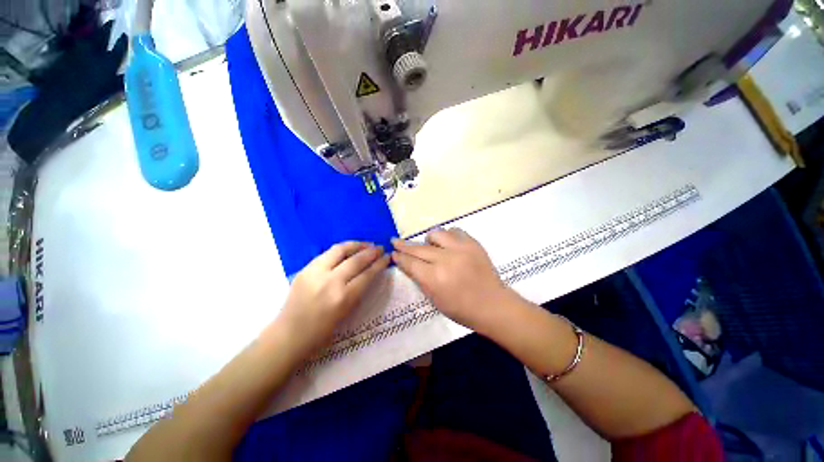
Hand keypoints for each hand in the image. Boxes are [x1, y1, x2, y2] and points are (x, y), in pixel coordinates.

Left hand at [276, 242, 389, 356]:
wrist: (289, 336)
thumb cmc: (321, 332)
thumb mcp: (347, 313)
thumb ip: (358, 291)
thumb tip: (369, 273)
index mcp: (343, 298)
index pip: (367, 274)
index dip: (379, 264)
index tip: (387, 257)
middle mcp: (330, 282)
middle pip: (356, 260)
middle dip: (371, 252)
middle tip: (379, 248)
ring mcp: (315, 273)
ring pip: (340, 250)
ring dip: (356, 245)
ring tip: (366, 244)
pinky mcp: (305, 269)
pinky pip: (327, 254)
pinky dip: (341, 249)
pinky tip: (348, 250)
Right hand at [391, 229, 514, 332]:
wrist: (492, 304)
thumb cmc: (462, 309)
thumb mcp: (435, 300)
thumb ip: (421, 280)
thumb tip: (409, 264)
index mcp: (435, 278)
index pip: (410, 263)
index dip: (399, 257)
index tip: (393, 252)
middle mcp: (446, 260)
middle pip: (419, 248)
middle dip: (404, 245)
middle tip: (395, 241)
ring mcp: (461, 249)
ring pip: (436, 233)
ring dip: (429, 240)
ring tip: (430, 246)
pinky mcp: (473, 243)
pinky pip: (455, 231)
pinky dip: (448, 236)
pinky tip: (448, 244)